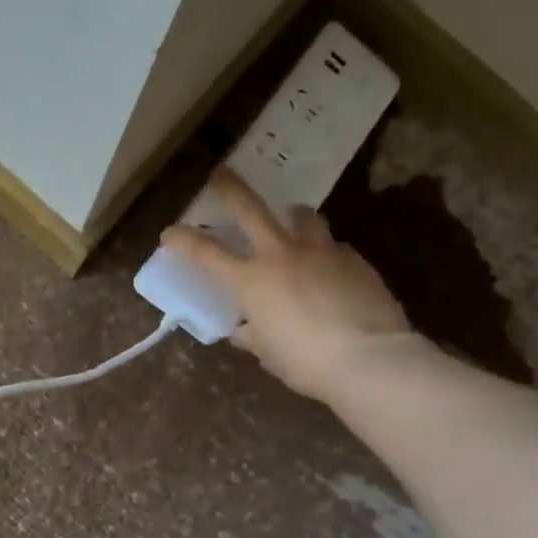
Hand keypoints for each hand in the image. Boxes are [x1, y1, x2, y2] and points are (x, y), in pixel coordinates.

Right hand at [162, 168, 416, 402]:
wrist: (368, 359)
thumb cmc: (305, 363)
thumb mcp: (268, 353)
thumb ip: (252, 334)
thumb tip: (243, 330)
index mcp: (250, 281)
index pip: (205, 252)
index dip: (182, 239)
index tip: (169, 232)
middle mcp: (281, 255)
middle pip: (249, 207)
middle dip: (230, 188)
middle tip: (221, 174)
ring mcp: (320, 251)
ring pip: (302, 216)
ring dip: (291, 216)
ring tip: (292, 222)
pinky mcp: (353, 259)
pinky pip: (333, 246)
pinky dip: (324, 252)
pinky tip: (328, 270)